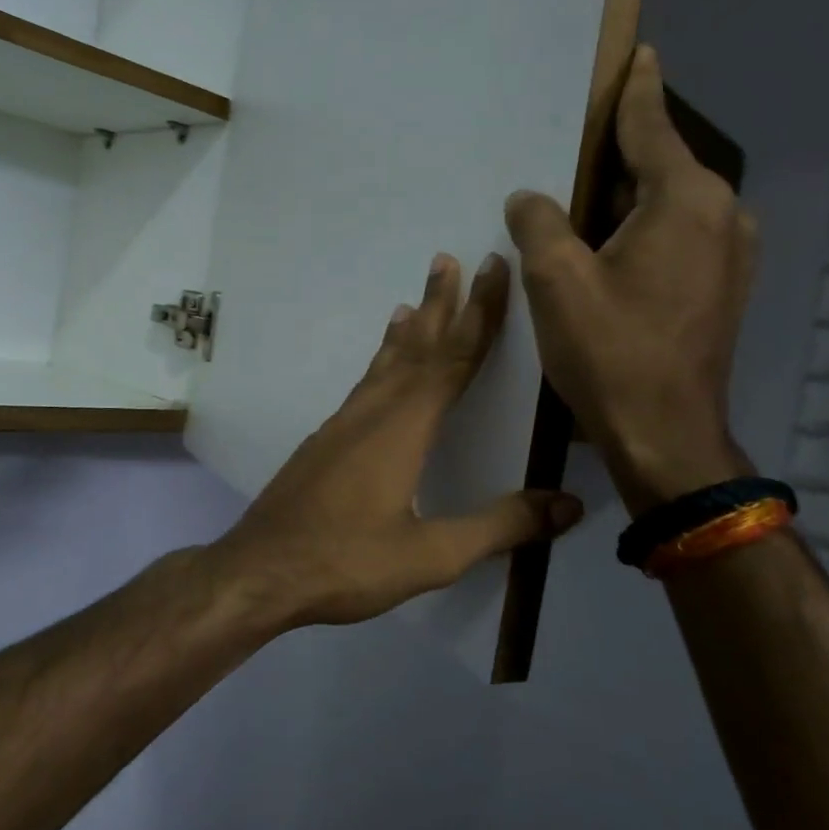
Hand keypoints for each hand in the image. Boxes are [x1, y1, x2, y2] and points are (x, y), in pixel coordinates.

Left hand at [204, 252, 583, 629]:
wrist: (260, 570)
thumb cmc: (346, 562)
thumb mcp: (431, 555)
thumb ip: (500, 527)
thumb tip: (568, 504)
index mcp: (403, 428)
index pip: (452, 358)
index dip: (479, 314)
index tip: (493, 269)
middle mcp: (371, 413)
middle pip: (415, 348)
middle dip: (439, 304)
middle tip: (448, 259)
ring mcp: (341, 425)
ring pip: (383, 365)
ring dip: (406, 330)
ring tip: (413, 301)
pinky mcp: (324, 442)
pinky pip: (363, 386)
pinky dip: (380, 362)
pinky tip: (379, 369)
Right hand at [505, 46, 756, 512]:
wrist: (665, 434)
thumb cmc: (610, 350)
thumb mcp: (556, 280)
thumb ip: (539, 223)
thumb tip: (531, 198)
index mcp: (687, 201)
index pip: (652, 129)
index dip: (637, 92)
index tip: (639, 55)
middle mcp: (723, 217)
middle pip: (663, 167)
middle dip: (624, 153)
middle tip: (581, 142)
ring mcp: (731, 256)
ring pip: (671, 206)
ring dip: (630, 198)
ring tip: (586, 200)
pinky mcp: (723, 290)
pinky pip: (679, 237)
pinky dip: (644, 230)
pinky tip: (611, 248)